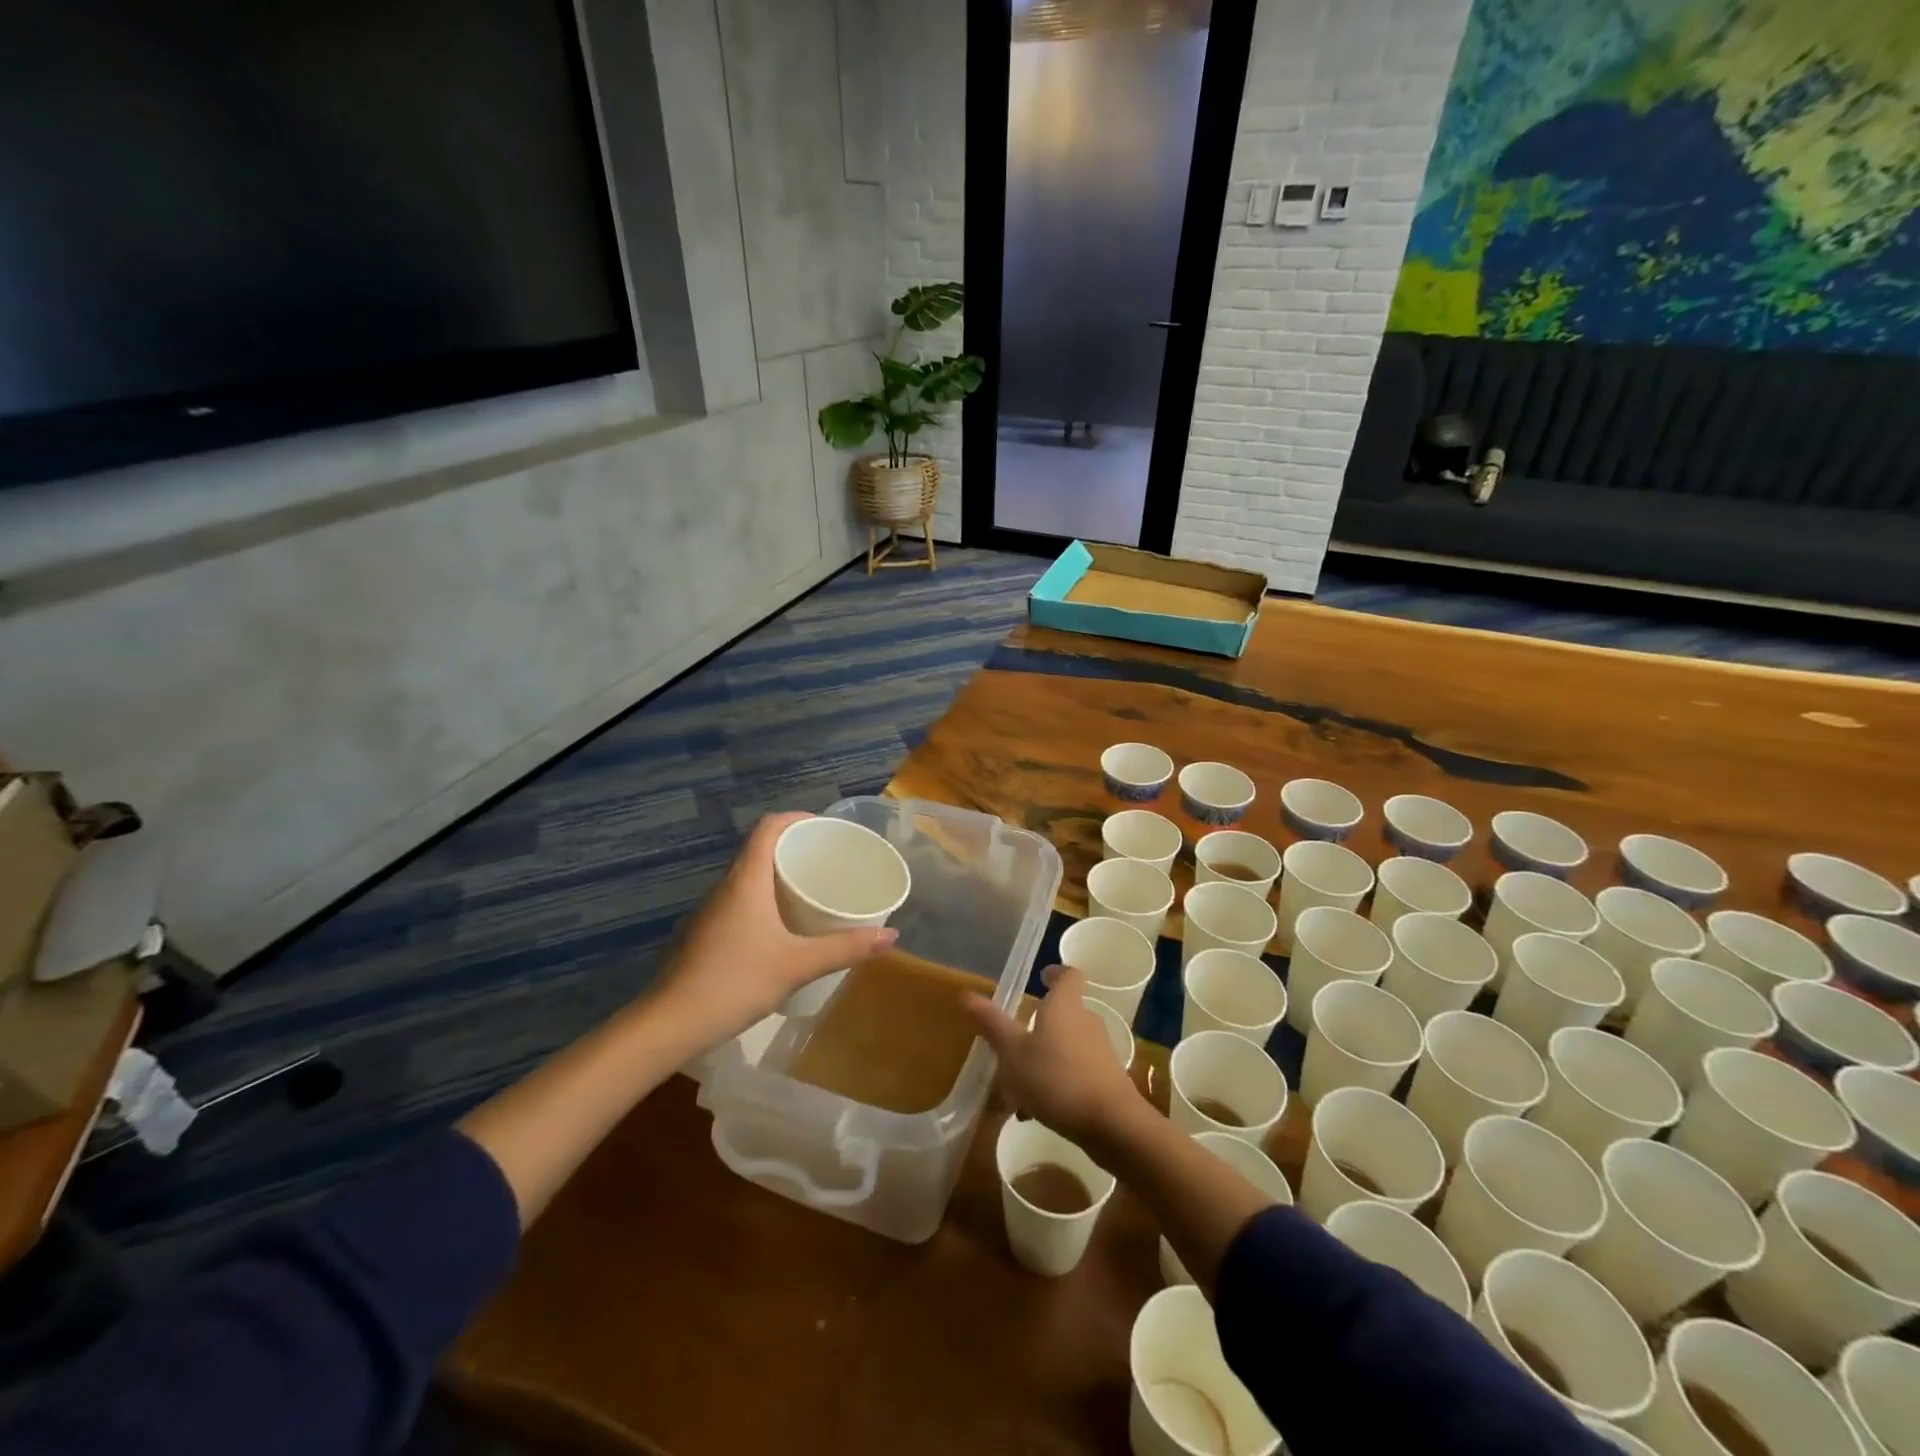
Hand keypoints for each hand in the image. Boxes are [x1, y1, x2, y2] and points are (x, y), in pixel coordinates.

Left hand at [652, 813, 897, 1043]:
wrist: (670, 1024)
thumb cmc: (735, 982)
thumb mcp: (797, 965)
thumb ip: (845, 948)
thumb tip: (891, 937)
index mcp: (746, 879)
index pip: (769, 827)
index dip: (797, 818)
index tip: (826, 829)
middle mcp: (727, 886)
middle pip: (761, 848)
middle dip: (795, 848)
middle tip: (829, 861)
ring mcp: (712, 910)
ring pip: (750, 877)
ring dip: (780, 874)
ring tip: (813, 890)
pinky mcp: (706, 933)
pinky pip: (741, 900)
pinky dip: (766, 899)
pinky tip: (784, 927)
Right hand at [963, 965, 1143, 1149]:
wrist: (1111, 1124)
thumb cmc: (1056, 1078)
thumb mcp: (1014, 1053)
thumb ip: (993, 1025)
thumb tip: (968, 995)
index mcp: (1065, 1005)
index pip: (1068, 975)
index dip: (1055, 973)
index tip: (1041, 977)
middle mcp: (1086, 1021)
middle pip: (1062, 1013)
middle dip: (1037, 1026)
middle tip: (1011, 1043)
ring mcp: (1098, 1051)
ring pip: (1064, 1047)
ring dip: (1041, 1061)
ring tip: (1014, 1090)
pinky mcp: (1105, 1079)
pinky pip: (1073, 1072)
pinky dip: (1054, 1084)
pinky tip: (1034, 1112)